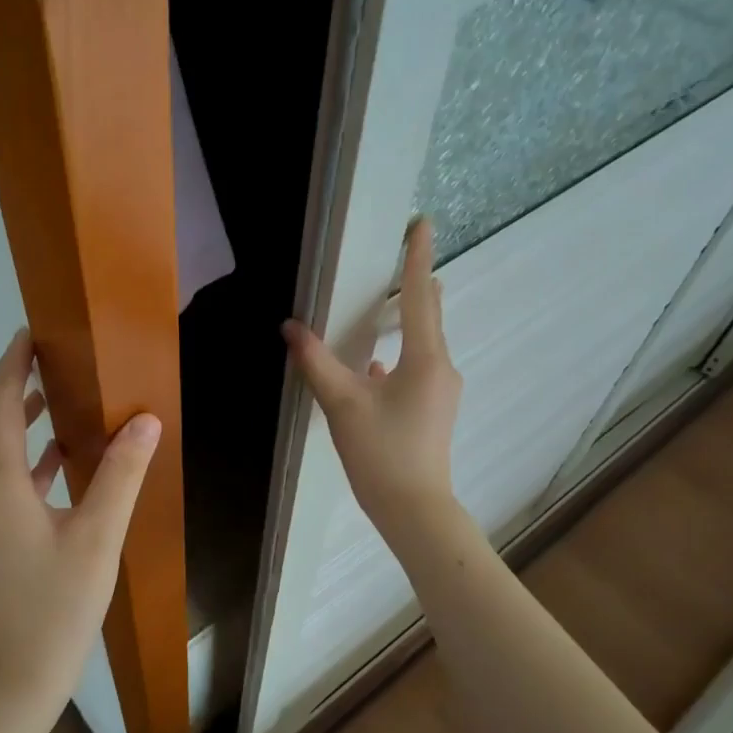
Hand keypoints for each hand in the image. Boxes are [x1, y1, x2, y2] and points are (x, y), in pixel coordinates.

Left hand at [0, 330, 161, 732]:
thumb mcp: (99, 538)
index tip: (31, 334)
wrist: (17, 675)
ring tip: (51, 395)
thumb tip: (144, 420)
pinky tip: (58, 457)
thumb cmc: (58, 607)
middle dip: (1, 384)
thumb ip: (121, 475)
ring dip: (9, 415)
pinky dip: (20, 453)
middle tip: (40, 361)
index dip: (12, 366)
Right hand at [282, 217, 460, 540]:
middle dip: (414, 285)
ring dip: (403, 323)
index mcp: (425, 359)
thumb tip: (290, 327)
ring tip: (382, 306)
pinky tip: (372, 368)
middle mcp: (441, 368)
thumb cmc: (381, 452)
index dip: (417, 257)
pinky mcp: (433, 410)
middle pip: (428, 316)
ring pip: (422, 344)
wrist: (414, 509)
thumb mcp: (342, 403)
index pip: (419, 296)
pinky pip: (416, 369)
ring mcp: (441, 391)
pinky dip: (397, 357)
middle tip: (400, 257)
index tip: (422, 222)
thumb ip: (316, 362)